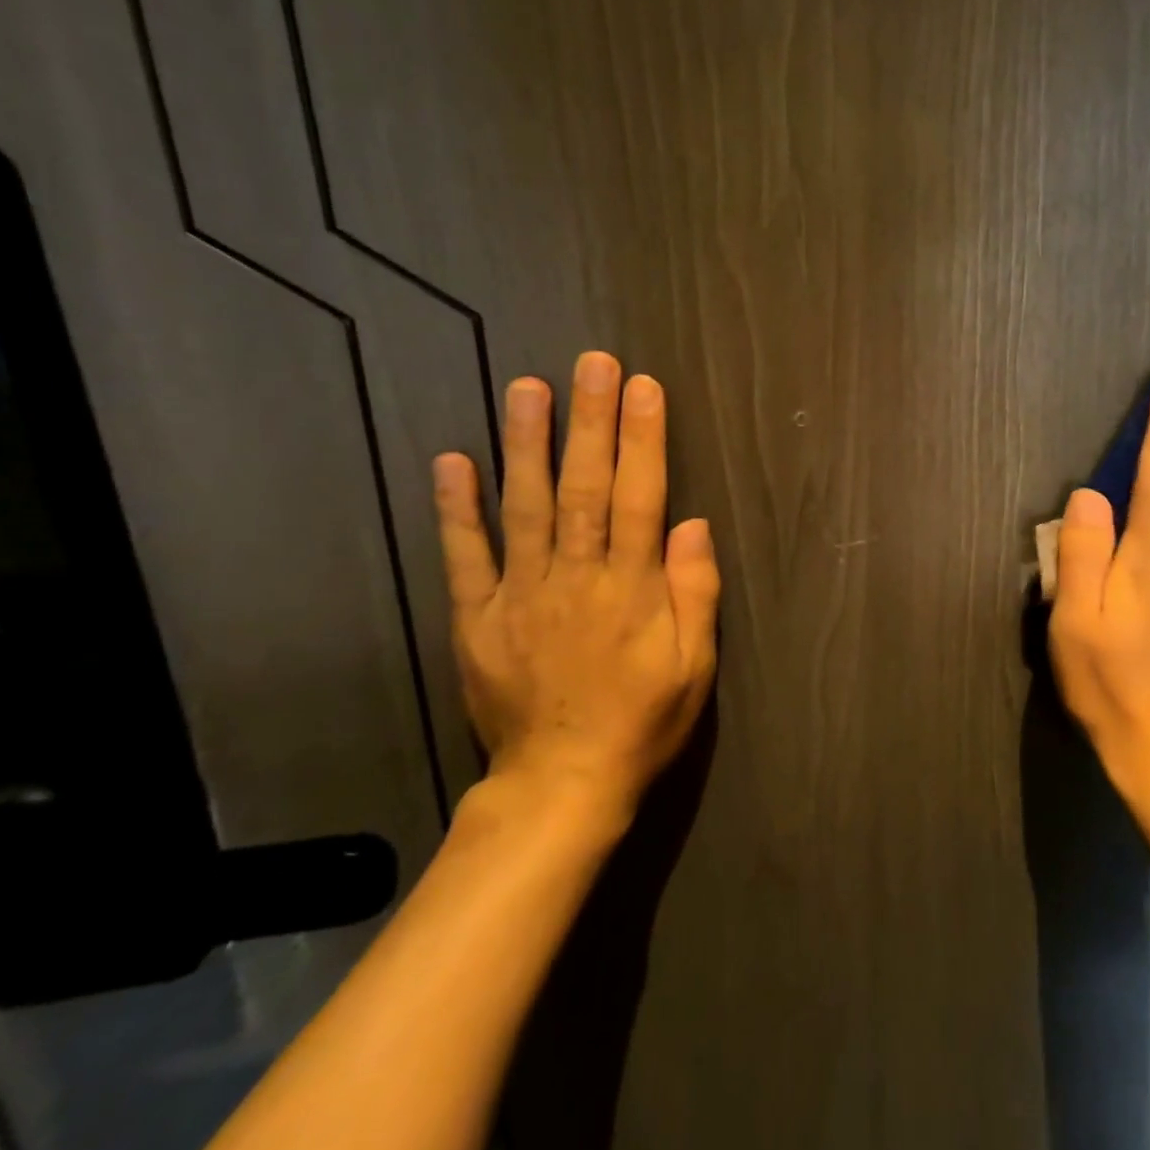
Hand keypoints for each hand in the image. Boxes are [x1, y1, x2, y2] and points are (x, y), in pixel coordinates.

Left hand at [430, 352, 719, 827]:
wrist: (560, 786)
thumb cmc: (642, 721)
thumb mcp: (695, 666)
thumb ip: (694, 591)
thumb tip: (692, 523)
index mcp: (630, 588)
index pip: (641, 497)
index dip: (643, 439)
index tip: (643, 387)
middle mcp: (575, 577)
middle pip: (585, 488)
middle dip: (590, 422)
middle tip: (591, 363)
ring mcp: (520, 595)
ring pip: (524, 507)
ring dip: (526, 444)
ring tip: (527, 388)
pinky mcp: (477, 618)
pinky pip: (466, 556)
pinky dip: (457, 509)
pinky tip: (454, 461)